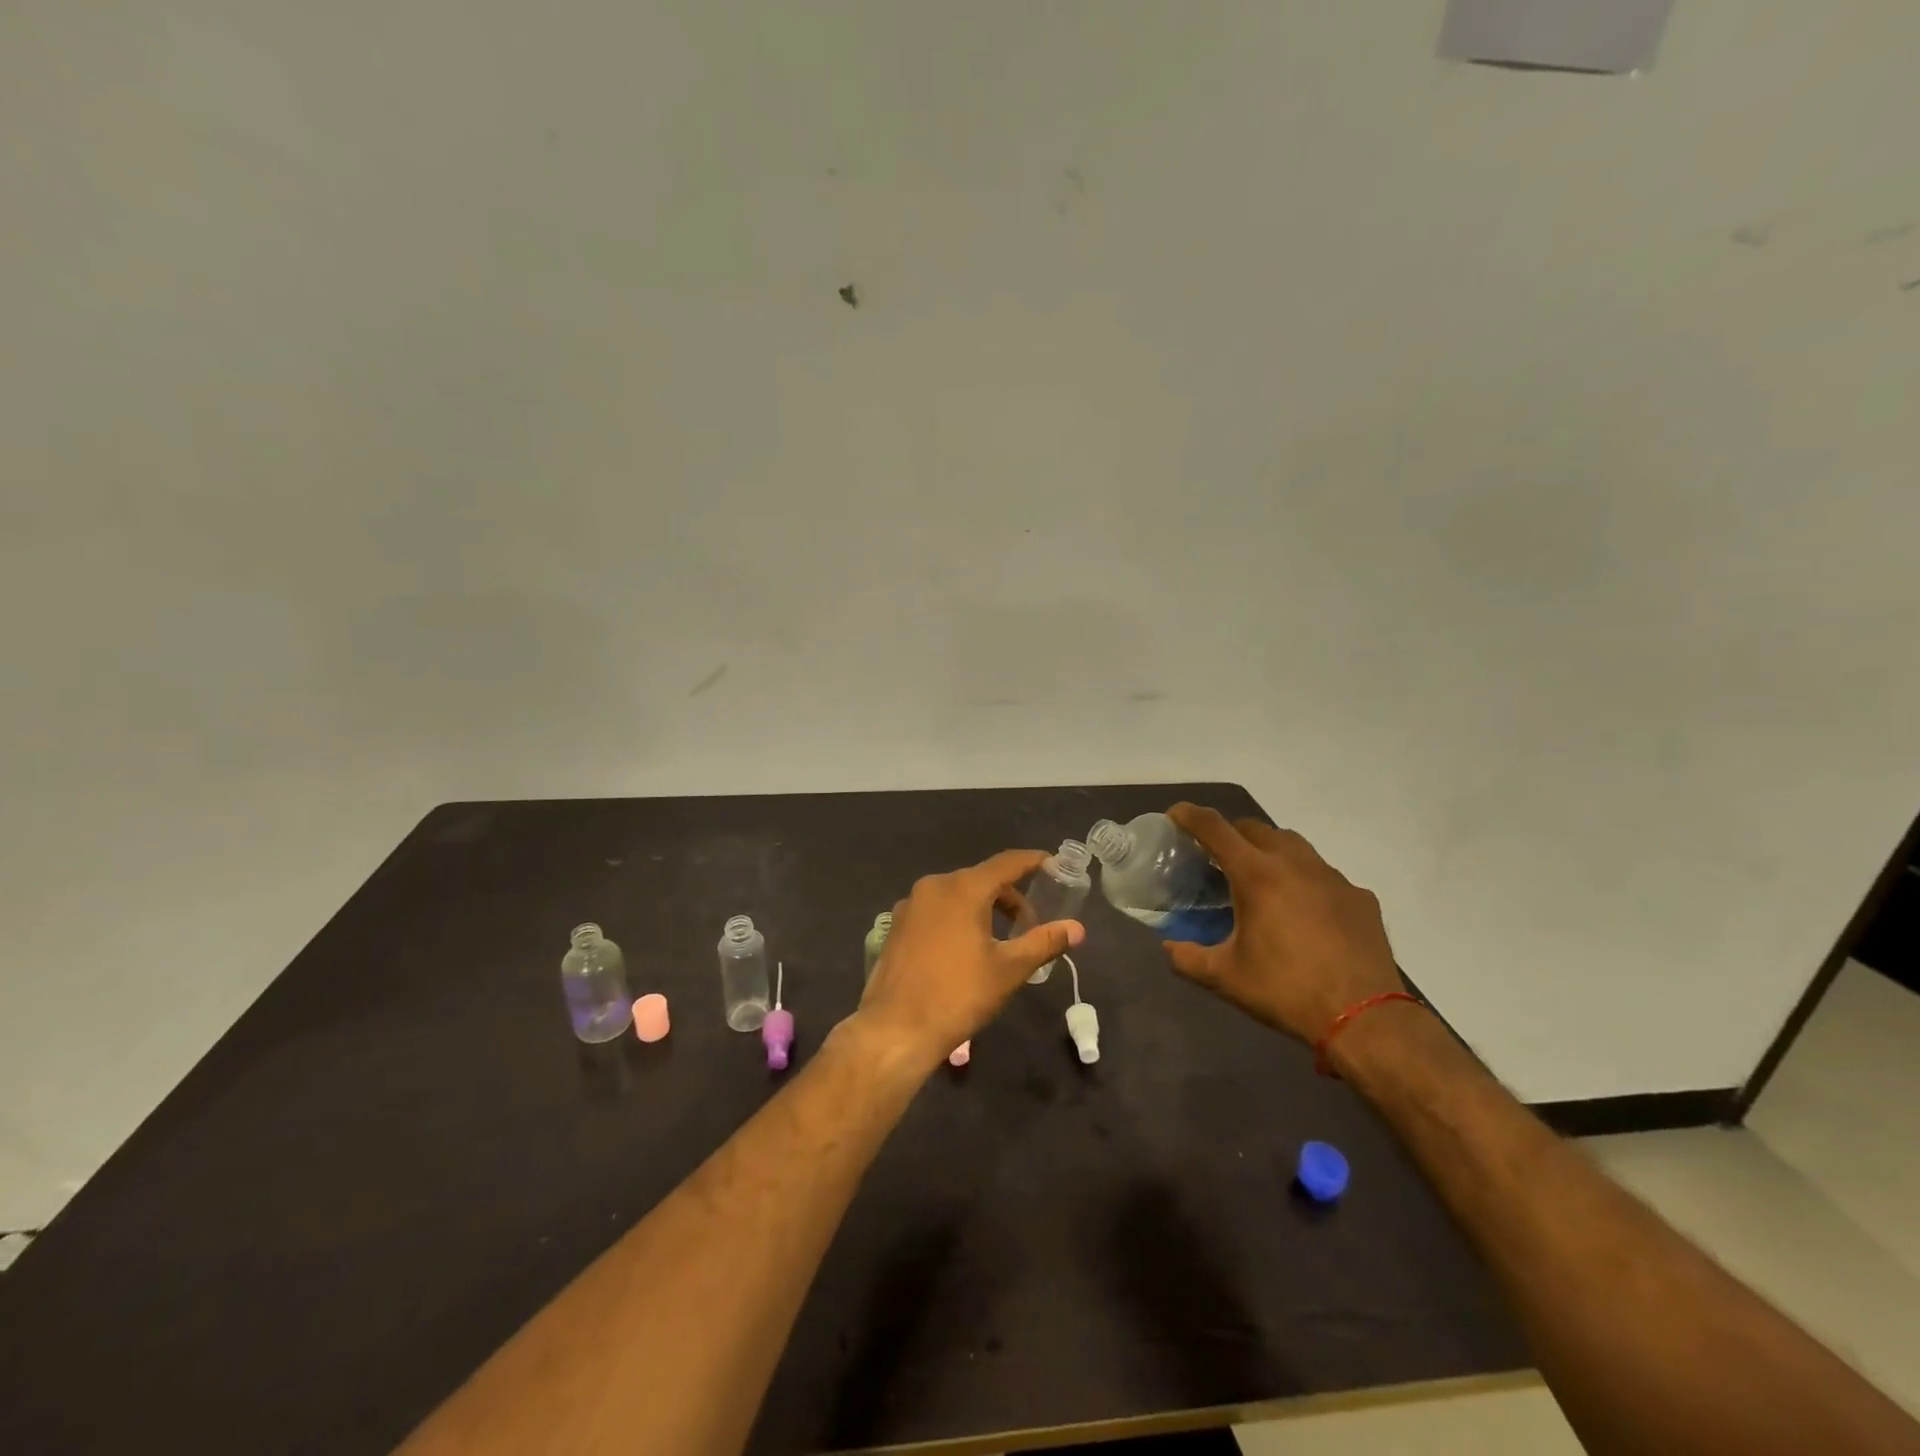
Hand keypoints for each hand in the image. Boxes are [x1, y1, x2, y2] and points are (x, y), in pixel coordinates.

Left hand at [854, 850, 1085, 1072]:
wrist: (896, 1029)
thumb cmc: (958, 995)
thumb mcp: (1009, 969)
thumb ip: (1044, 942)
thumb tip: (1077, 928)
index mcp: (963, 888)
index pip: (1006, 863)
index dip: (1033, 862)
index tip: (1054, 864)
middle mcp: (934, 886)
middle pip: (981, 880)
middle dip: (1009, 897)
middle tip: (1030, 926)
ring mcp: (910, 905)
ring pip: (957, 895)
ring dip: (983, 909)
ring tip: (1000, 942)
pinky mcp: (897, 926)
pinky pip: (936, 910)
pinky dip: (958, 918)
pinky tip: (965, 951)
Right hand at [1163, 804, 1402, 1044]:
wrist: (1365, 1019)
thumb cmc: (1286, 991)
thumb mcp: (1225, 978)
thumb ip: (1188, 958)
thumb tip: (1168, 947)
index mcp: (1257, 875)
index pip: (1215, 829)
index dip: (1190, 816)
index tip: (1175, 814)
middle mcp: (1295, 864)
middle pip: (1254, 828)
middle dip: (1230, 833)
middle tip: (1216, 857)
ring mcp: (1332, 878)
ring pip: (1293, 844)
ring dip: (1268, 850)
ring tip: (1259, 877)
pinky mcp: (1359, 897)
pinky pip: (1323, 874)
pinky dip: (1303, 879)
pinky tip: (1302, 909)